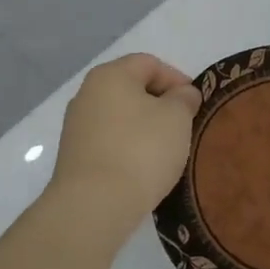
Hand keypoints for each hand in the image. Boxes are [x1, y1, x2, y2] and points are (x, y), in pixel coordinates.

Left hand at [48, 53, 202, 234]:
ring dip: (145, 128)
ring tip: (166, 151)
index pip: (149, 63)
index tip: (196, 104)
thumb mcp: (177, 118)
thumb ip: (184, 98)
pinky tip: (143, 168)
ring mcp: (76, 126)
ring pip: (120, 117)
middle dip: (161, 104)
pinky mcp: (74, 156)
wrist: (94, 205)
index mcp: (110, 75)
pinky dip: (128, 148)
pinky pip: (109, 141)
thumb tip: (182, 94)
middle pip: (132, 89)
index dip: (177, 79)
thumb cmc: (141, 150)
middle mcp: (86, 94)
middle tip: (184, 126)